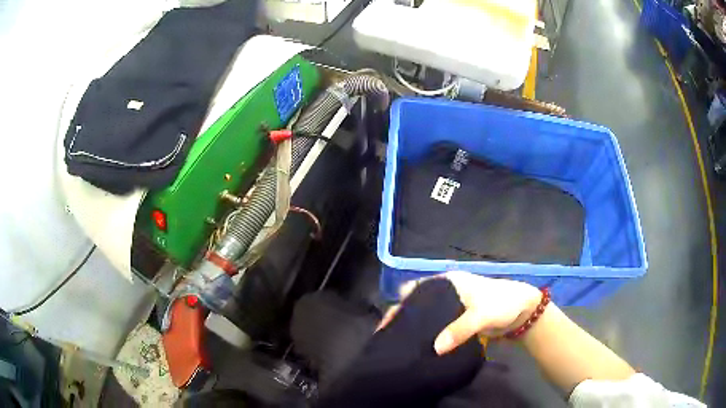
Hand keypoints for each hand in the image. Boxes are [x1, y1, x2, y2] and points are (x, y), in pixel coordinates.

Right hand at [378, 271, 541, 354]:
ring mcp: (451, 307)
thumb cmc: (503, 303)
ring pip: (426, 317)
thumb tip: (435, 349)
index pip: (416, 289)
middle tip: (389, 339)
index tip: (387, 323)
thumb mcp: (482, 315)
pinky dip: (429, 336)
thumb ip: (460, 329)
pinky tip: (421, 349)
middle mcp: (445, 292)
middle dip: (403, 318)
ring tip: (400, 346)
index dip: (400, 303)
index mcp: (448, 282)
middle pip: (417, 304)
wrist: (524, 312)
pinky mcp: (457, 321)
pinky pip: (438, 328)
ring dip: (416, 329)